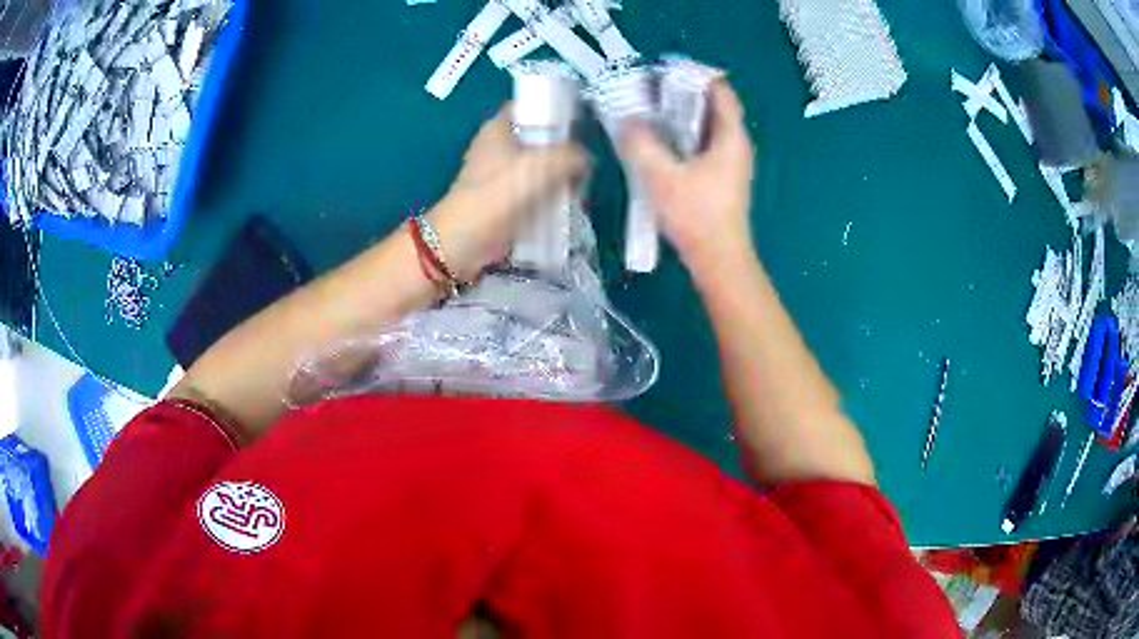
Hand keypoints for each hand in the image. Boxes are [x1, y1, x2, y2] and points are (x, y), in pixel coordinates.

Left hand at [430, 106, 588, 281]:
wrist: (464, 239)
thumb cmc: (498, 194)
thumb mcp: (541, 166)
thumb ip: (571, 156)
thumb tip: (587, 160)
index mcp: (498, 128)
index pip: (530, 108)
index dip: (554, 115)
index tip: (576, 129)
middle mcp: (497, 146)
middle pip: (539, 140)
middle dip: (563, 154)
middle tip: (581, 169)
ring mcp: (498, 174)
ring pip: (538, 167)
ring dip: (558, 178)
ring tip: (576, 192)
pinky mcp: (502, 199)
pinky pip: (532, 191)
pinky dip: (547, 197)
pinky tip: (563, 207)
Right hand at [619, 81, 756, 278]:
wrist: (719, 259)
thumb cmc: (696, 215)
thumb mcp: (662, 176)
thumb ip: (641, 144)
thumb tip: (628, 121)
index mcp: (731, 137)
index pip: (721, 91)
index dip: (696, 75)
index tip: (666, 71)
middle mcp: (737, 145)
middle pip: (714, 106)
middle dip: (684, 94)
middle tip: (652, 90)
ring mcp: (732, 163)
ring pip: (709, 126)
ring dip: (683, 116)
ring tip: (652, 111)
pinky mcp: (724, 178)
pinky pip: (706, 144)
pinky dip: (686, 135)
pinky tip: (663, 142)